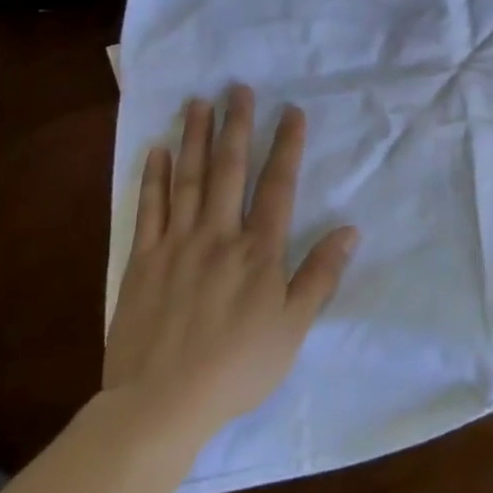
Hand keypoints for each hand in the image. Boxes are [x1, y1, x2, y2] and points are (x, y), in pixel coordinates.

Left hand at [102, 86, 356, 452]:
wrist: (160, 404)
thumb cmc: (237, 367)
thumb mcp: (293, 328)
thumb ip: (320, 275)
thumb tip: (350, 230)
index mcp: (259, 250)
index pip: (278, 186)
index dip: (286, 146)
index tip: (291, 111)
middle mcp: (219, 235)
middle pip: (230, 170)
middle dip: (237, 125)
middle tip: (238, 88)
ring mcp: (177, 244)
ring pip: (189, 179)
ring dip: (196, 138)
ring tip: (199, 103)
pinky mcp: (142, 261)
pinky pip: (149, 209)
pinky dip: (154, 177)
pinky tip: (158, 150)